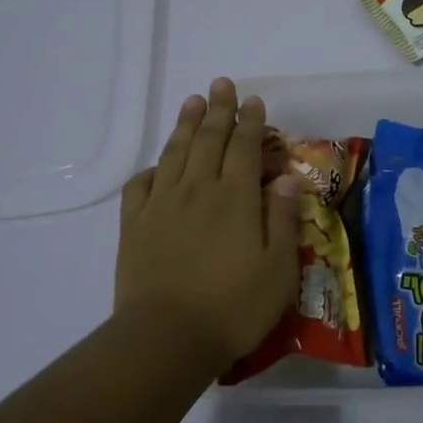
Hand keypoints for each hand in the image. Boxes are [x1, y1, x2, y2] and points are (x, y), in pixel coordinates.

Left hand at [114, 78, 301, 371]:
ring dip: (185, 125)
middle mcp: (198, 190)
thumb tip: (287, 178)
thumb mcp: (278, 269)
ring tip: (192, 101)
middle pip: (208, 139)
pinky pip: (142, 184)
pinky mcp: (135, 225)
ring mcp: (162, 205)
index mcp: (236, 198)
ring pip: (175, 153)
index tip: (253, 100)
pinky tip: (159, 164)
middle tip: (220, 84)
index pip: (245, 147)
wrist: (165, 339)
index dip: (250, 121)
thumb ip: (283, 218)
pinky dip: (153, 167)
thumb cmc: (233, 307)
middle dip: (217, 109)